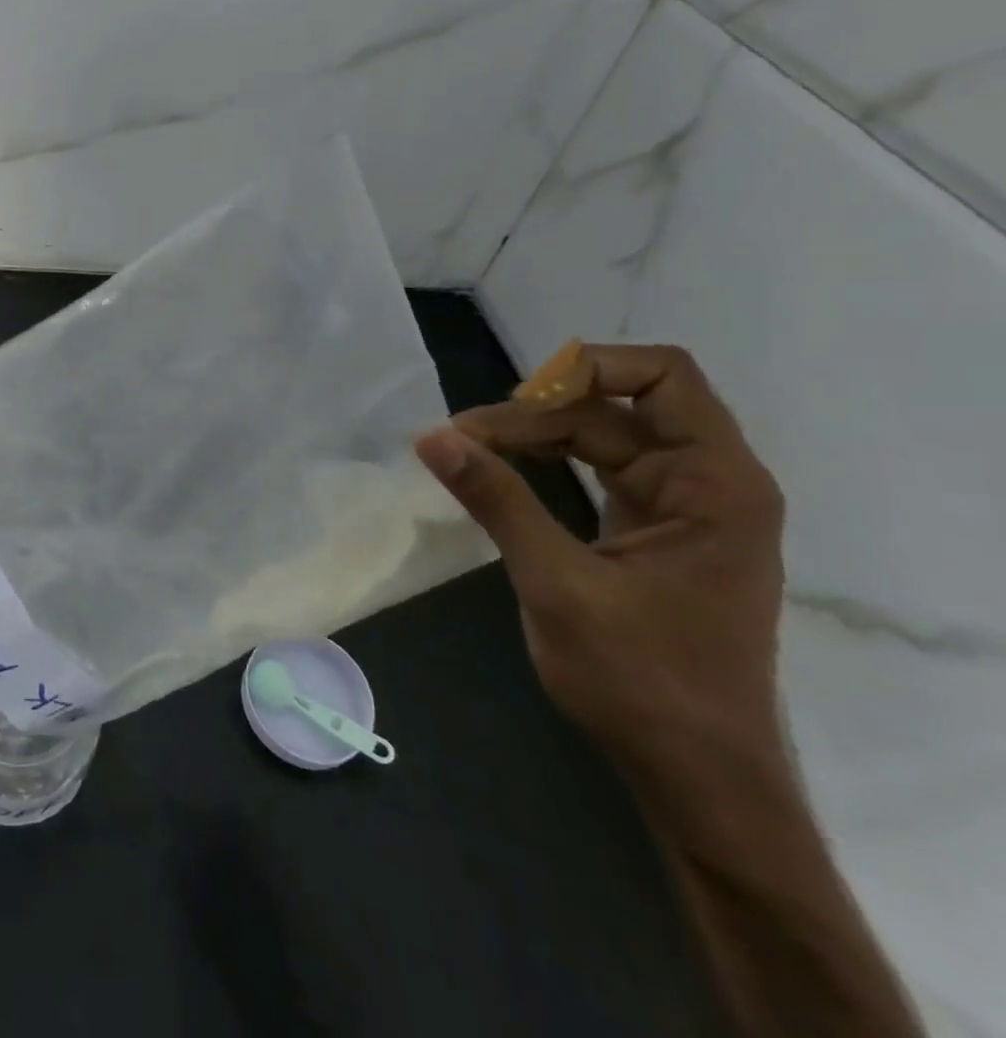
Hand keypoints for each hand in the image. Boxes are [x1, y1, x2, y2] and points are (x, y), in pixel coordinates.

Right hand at [414, 343, 786, 804]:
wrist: (694, 776)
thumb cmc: (642, 682)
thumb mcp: (558, 583)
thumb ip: (497, 500)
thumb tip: (431, 436)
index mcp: (714, 484)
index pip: (661, 377)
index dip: (588, 368)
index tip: (513, 399)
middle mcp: (706, 483)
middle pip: (612, 408)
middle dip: (534, 414)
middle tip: (458, 439)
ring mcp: (679, 508)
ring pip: (598, 437)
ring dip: (532, 437)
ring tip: (466, 451)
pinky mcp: (652, 532)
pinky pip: (595, 471)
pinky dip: (544, 464)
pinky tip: (496, 474)